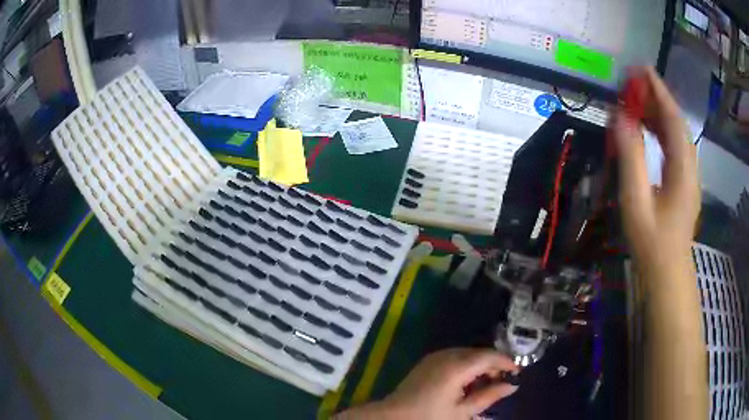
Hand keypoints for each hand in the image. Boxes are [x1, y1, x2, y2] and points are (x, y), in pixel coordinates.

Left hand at [338, 348, 518, 418]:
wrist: (393, 416)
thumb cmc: (429, 417)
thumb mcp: (463, 411)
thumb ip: (489, 396)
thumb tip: (512, 386)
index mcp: (457, 366)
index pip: (489, 356)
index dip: (506, 361)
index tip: (518, 371)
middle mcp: (447, 355)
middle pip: (479, 352)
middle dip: (494, 363)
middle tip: (504, 379)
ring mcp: (435, 356)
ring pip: (468, 353)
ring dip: (481, 364)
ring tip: (489, 381)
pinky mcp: (429, 361)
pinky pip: (455, 356)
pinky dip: (467, 365)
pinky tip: (470, 380)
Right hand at [610, 67, 699, 268]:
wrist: (667, 272)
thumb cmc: (651, 243)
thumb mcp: (636, 202)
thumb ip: (630, 158)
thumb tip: (620, 118)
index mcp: (682, 170)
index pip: (674, 119)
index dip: (659, 91)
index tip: (642, 69)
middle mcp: (690, 166)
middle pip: (676, 122)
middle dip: (656, 97)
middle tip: (632, 82)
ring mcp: (688, 174)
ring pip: (675, 133)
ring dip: (657, 112)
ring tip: (635, 99)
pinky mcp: (683, 181)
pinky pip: (673, 146)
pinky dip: (660, 130)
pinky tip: (646, 126)